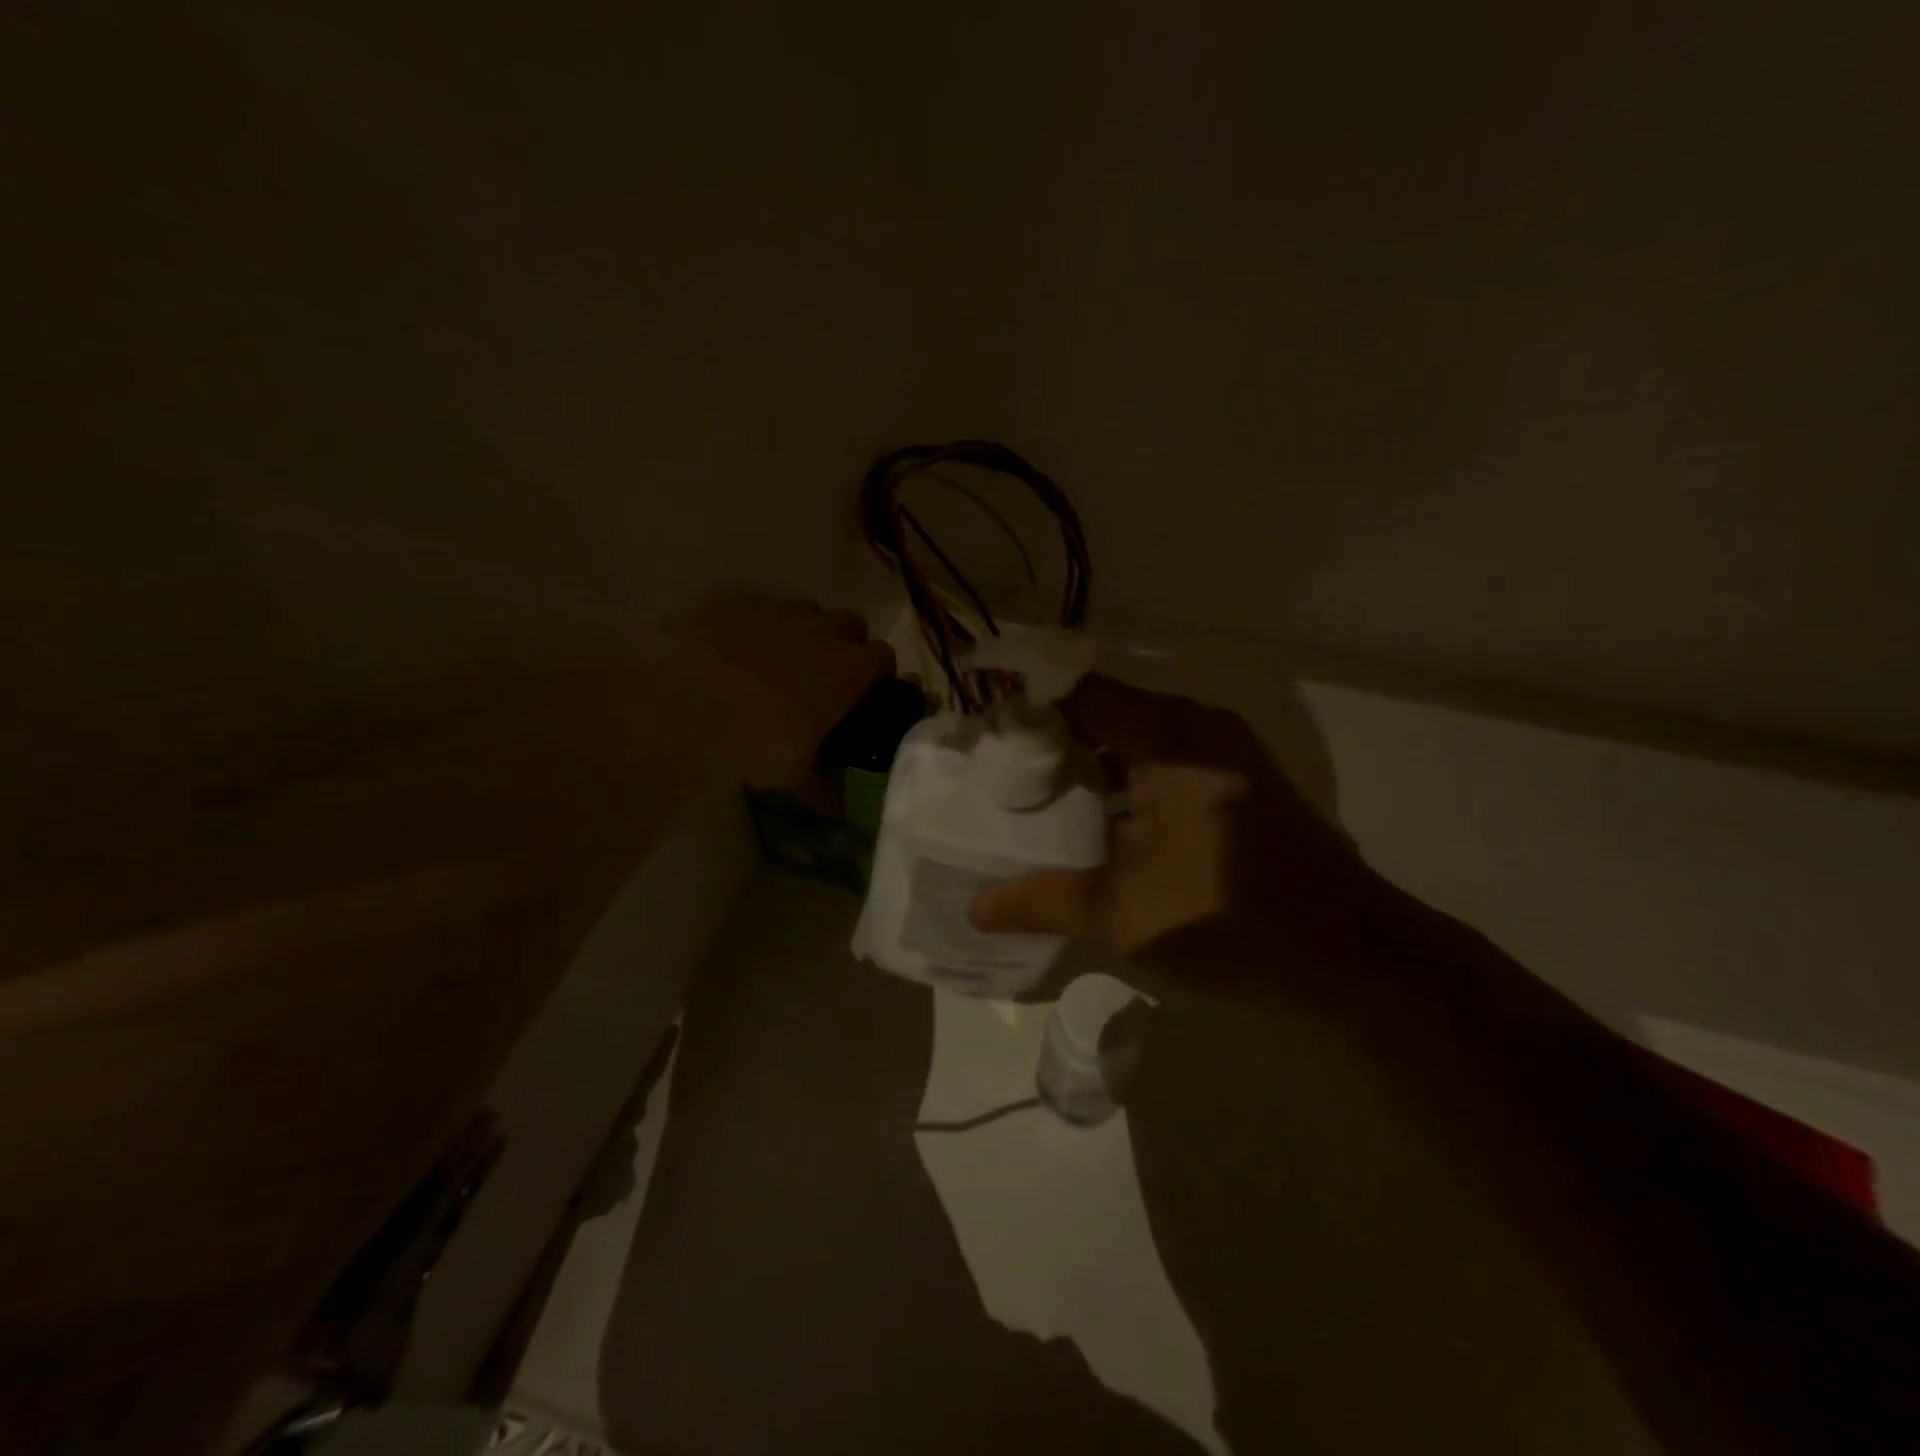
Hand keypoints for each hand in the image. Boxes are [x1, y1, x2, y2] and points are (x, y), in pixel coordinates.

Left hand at [674, 597, 895, 790]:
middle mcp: (822, 631)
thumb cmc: (754, 741)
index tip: (868, 693)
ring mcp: (779, 611)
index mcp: (849, 670)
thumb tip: (840, 810)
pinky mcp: (738, 603)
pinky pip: (764, 607)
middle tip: (828, 675)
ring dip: (807, 630)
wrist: (680, 703)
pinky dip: (763, 625)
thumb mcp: (794, 775)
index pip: (885, 657)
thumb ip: (824, 788)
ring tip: (784, 660)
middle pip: (853, 624)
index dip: (880, 674)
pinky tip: (741, 650)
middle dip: (848, 643)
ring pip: (809, 610)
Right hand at [969, 674, 1369, 957]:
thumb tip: (976, 907)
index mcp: (1166, 735)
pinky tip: (1103, 825)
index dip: (1027, 705)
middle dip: (1053, 741)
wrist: (1357, 956)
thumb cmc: (1227, 914)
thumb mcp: (1121, 911)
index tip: (985, 735)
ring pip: (1139, 741)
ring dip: (1093, 765)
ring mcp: (1228, 754)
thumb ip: (1042, 899)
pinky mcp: (1244, 785)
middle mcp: (1199, 727)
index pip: (1077, 691)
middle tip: (1002, 775)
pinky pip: (1169, 764)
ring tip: (1040, 800)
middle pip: (1106, 713)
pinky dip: (1129, 783)